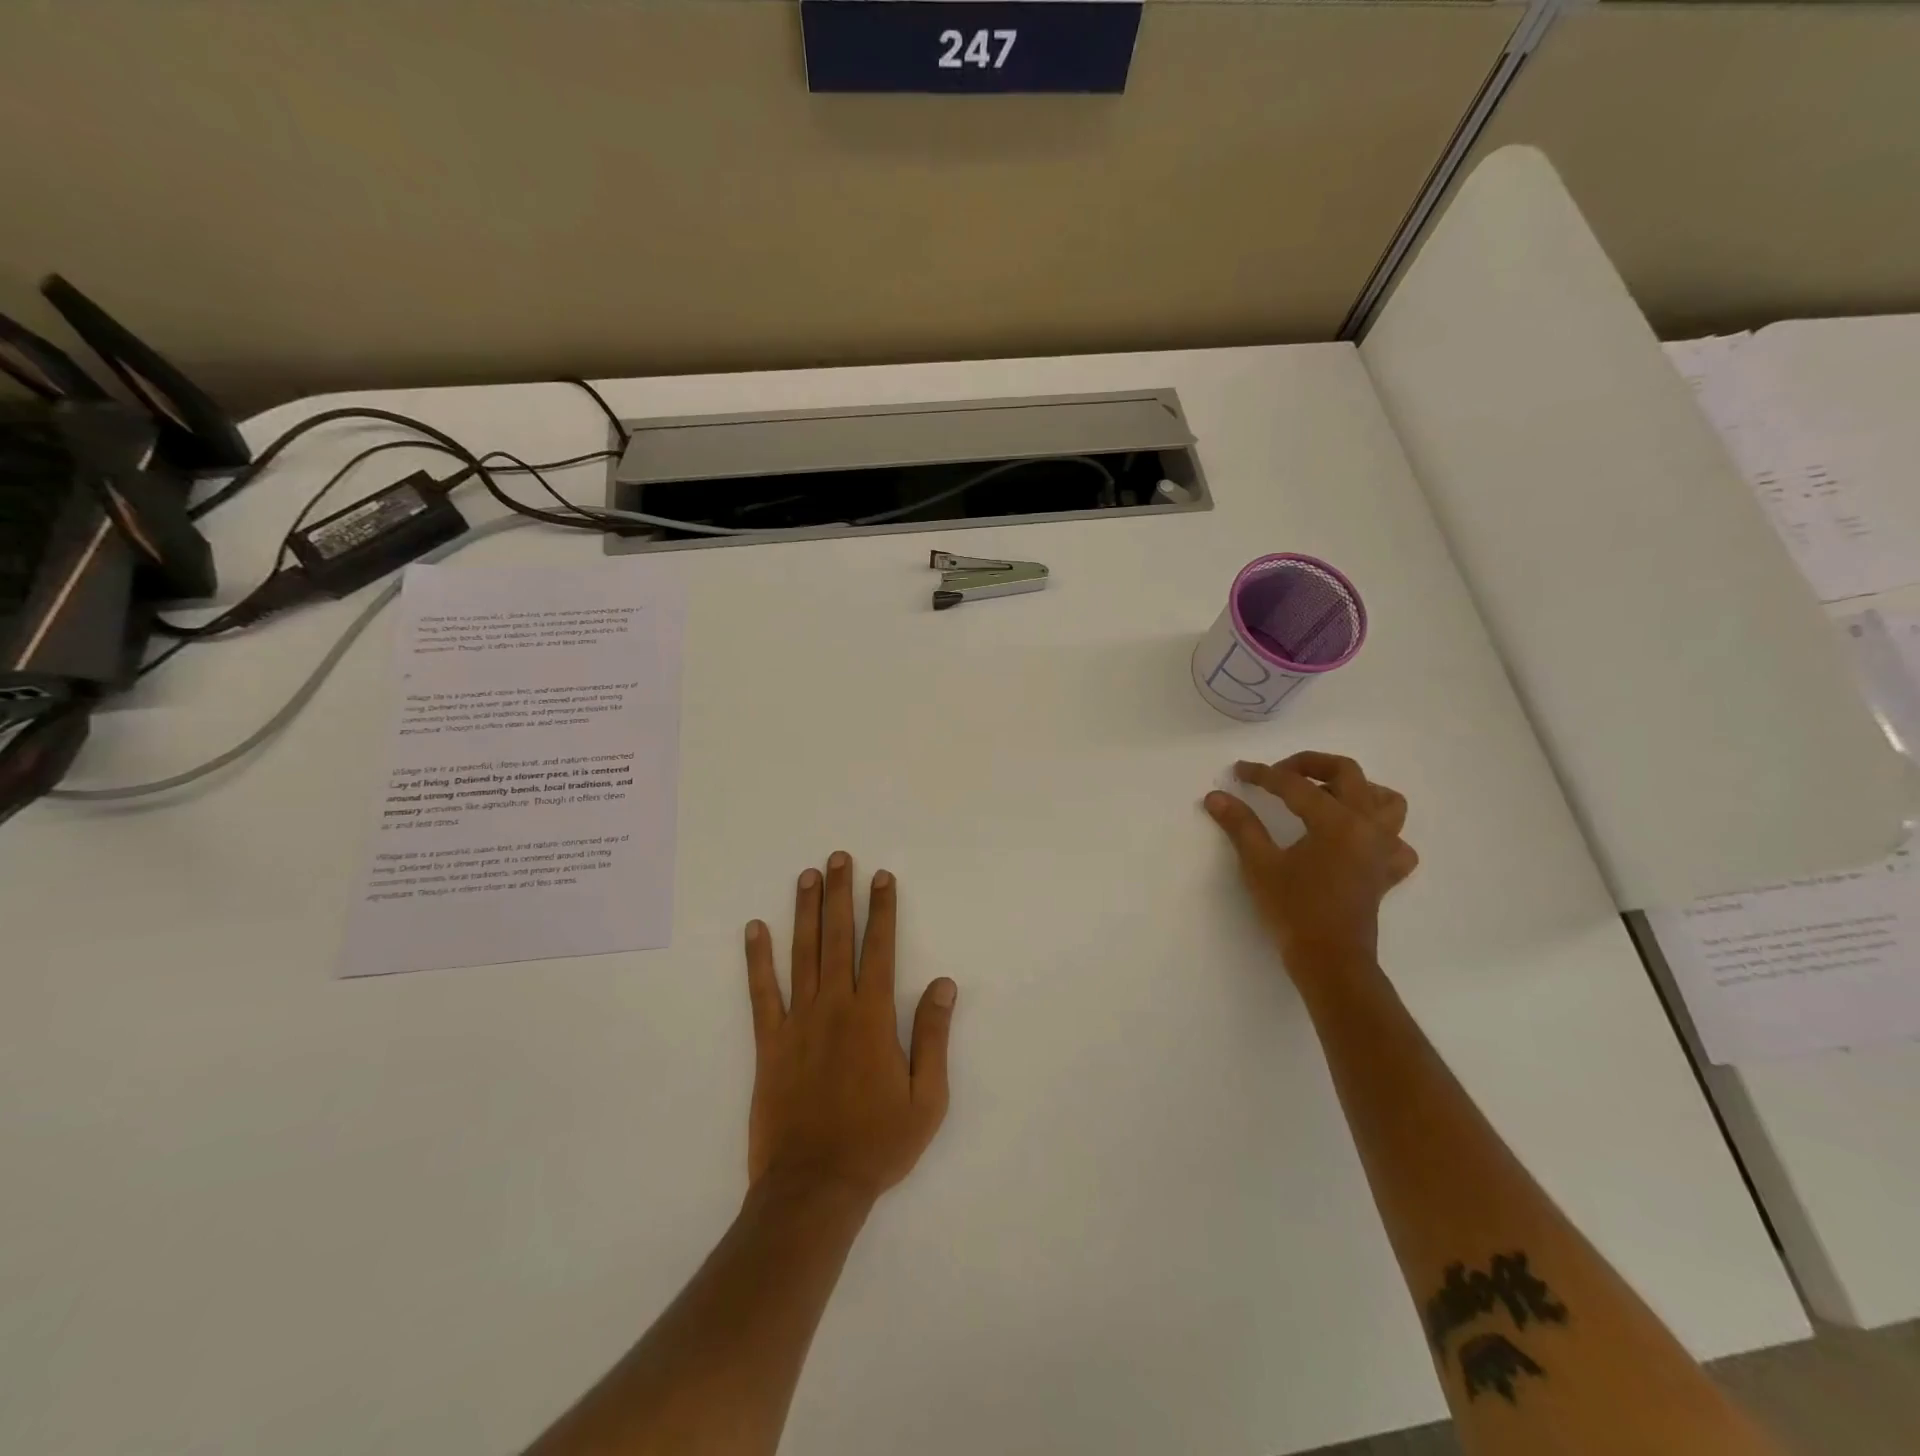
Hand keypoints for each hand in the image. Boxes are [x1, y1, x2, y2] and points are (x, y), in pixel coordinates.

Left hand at [744, 852, 957, 1204]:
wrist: (814, 1188)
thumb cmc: (877, 1144)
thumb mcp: (927, 1098)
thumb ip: (933, 1036)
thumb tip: (944, 984)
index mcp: (872, 1017)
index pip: (880, 948)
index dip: (882, 910)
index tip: (882, 877)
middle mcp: (834, 1007)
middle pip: (838, 938)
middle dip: (841, 895)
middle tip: (840, 858)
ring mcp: (797, 1022)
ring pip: (802, 954)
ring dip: (805, 912)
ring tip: (807, 876)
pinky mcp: (769, 1043)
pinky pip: (761, 993)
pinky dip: (757, 959)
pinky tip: (755, 928)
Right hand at [1204, 752, 1417, 973]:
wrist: (1330, 960)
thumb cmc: (1294, 910)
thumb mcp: (1259, 864)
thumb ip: (1240, 825)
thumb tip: (1215, 796)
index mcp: (1336, 821)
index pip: (1295, 785)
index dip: (1263, 774)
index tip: (1239, 771)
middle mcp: (1367, 826)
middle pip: (1348, 773)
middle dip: (1311, 765)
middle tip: (1280, 773)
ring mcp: (1382, 849)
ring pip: (1386, 801)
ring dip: (1356, 790)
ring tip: (1324, 796)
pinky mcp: (1386, 872)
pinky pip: (1396, 842)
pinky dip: (1380, 832)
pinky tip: (1354, 839)